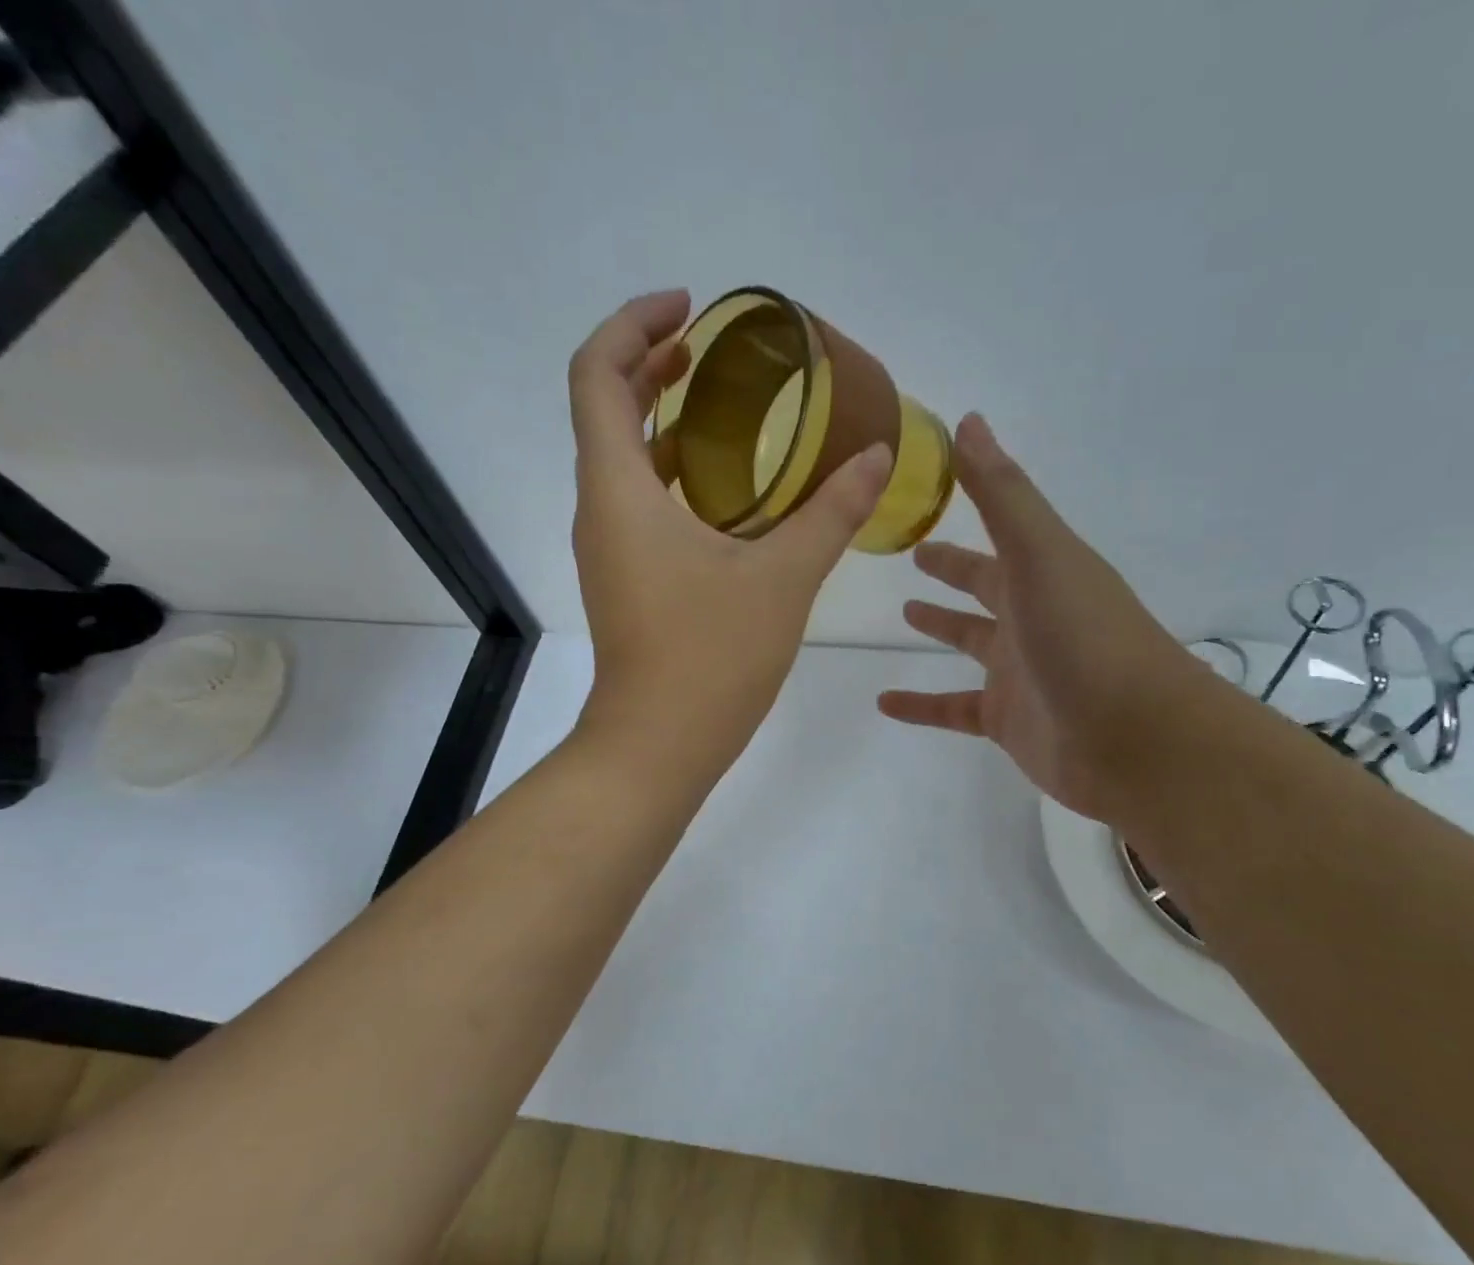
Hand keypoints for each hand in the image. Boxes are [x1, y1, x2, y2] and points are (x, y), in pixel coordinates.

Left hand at [569, 290, 892, 780]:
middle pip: (605, 410)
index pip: (597, 374)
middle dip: (650, 365)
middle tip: (711, 350)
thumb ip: (830, 513)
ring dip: (663, 423)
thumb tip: (877, 457)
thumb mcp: (781, 578)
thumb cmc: (710, 657)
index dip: (634, 326)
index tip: (688, 309)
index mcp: (619, 489)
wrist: (658, 746)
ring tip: (726, 408)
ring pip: (623, 462)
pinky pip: (640, 504)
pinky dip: (674, 475)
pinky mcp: (627, 581)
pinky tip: (729, 491)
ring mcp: (610, 550)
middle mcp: (601, 510)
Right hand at [878, 414, 1199, 823]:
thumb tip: (968, 421)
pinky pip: (953, 708)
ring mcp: (1020, 672)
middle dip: (954, 569)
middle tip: (914, 554)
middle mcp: (1032, 617)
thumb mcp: (1040, 554)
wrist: (1134, 739)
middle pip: (986, 586)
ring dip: (941, 627)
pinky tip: (883, 702)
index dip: (968, 510)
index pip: (998, 534)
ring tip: (903, 614)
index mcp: (1043, 572)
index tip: (928, 493)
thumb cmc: (1085, 637)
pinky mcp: (1006, 721)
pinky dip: (920, 706)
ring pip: (971, 643)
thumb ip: (1001, 494)